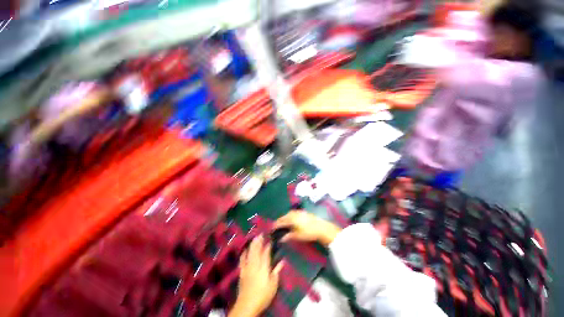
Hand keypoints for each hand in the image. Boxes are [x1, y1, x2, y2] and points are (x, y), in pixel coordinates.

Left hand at [230, 235, 283, 316]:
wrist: (247, 305)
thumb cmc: (263, 295)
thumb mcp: (273, 285)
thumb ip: (277, 271)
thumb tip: (282, 261)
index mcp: (263, 267)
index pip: (266, 253)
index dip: (268, 245)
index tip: (270, 239)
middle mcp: (255, 265)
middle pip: (256, 250)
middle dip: (259, 241)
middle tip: (261, 234)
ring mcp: (247, 267)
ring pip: (249, 253)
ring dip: (252, 244)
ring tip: (254, 238)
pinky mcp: (242, 272)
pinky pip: (242, 260)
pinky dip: (244, 253)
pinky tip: (245, 250)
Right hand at [273, 210, 341, 245]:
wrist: (321, 227)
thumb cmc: (308, 232)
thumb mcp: (298, 236)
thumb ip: (289, 236)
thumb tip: (281, 238)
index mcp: (291, 219)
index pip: (281, 221)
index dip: (276, 225)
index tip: (271, 228)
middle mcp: (294, 214)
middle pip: (284, 216)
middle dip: (279, 221)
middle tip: (276, 225)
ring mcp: (299, 212)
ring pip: (288, 214)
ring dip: (284, 217)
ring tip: (282, 222)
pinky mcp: (303, 212)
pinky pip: (293, 213)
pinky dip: (289, 216)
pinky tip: (290, 219)